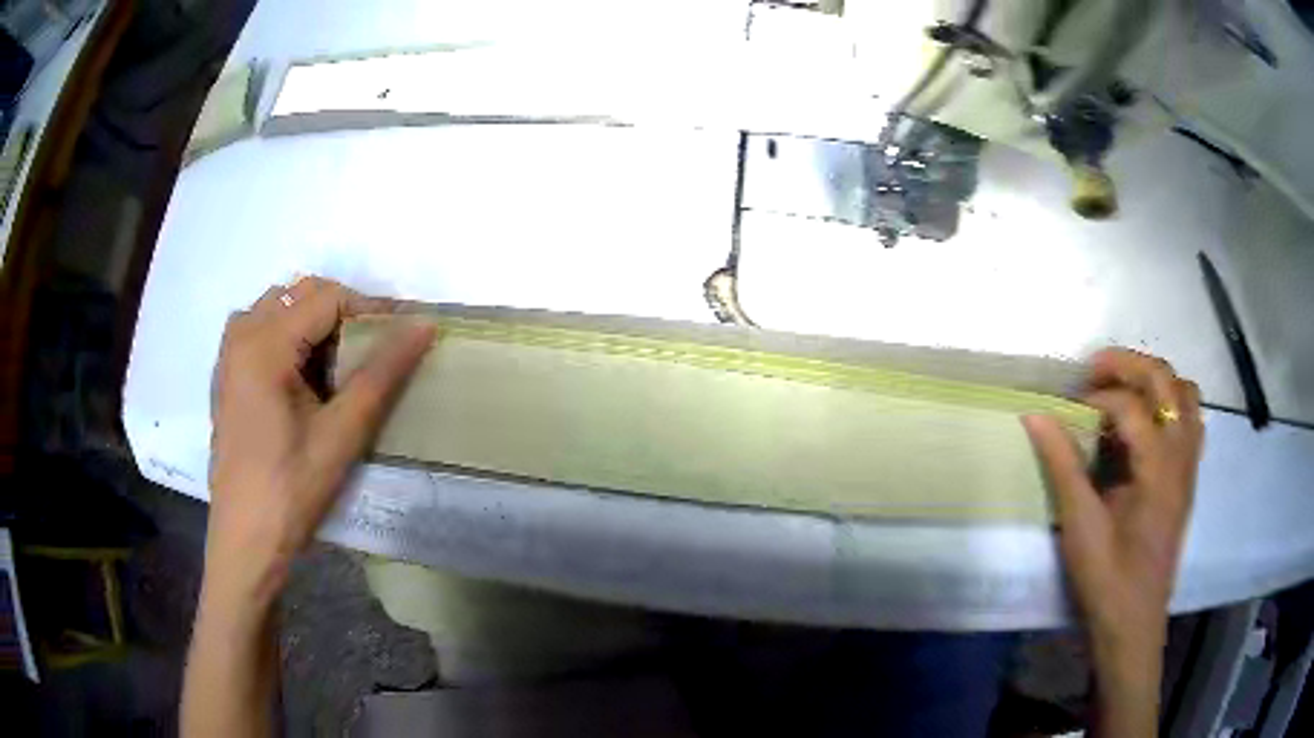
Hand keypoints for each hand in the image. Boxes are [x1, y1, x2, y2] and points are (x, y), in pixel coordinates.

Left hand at [206, 277, 434, 607]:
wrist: (246, 540)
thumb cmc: (292, 490)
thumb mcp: (342, 434)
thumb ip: (382, 373)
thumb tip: (423, 324)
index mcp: (263, 344)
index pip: (327, 298)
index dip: (370, 310)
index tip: (402, 338)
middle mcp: (241, 334)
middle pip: (301, 294)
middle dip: (343, 313)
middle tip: (374, 353)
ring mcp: (228, 354)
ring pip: (280, 307)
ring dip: (315, 322)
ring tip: (340, 364)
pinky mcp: (226, 375)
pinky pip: (261, 329)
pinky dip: (290, 336)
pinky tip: (305, 376)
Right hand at [1023, 348, 1203, 734]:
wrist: (1134, 623)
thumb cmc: (1108, 579)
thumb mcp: (1080, 526)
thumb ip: (1063, 465)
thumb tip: (1035, 414)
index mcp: (1159, 468)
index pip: (1131, 406)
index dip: (1096, 399)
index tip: (1067, 411)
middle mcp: (1182, 455)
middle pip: (1165, 380)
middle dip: (1128, 364)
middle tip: (1093, 370)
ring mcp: (1190, 464)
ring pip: (1185, 393)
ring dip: (1155, 380)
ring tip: (1124, 390)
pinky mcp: (1188, 477)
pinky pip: (1191, 419)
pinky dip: (1171, 405)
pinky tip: (1147, 424)